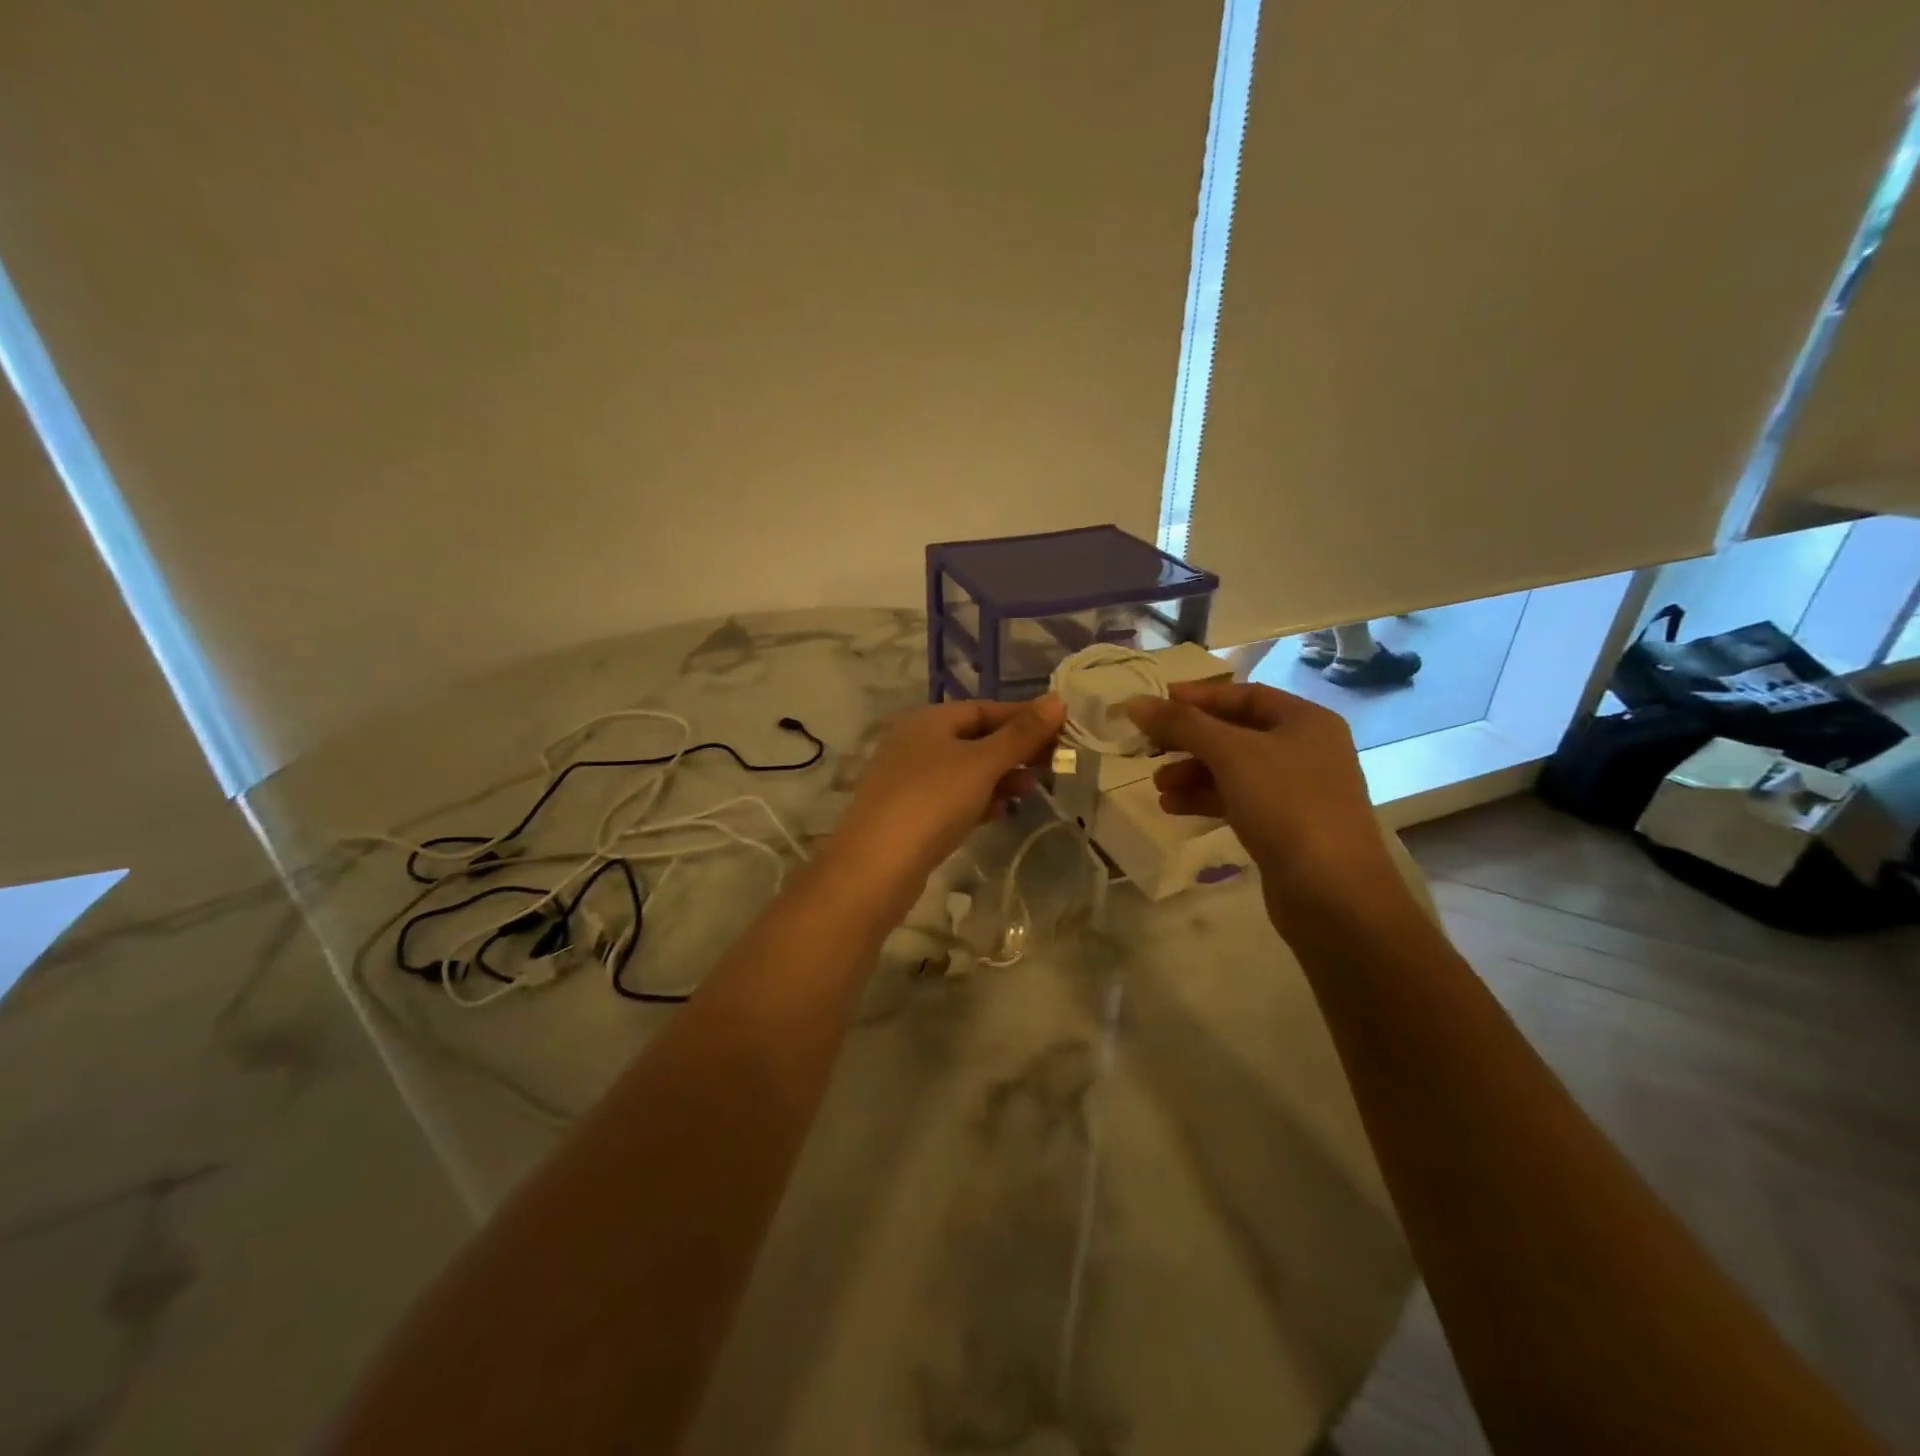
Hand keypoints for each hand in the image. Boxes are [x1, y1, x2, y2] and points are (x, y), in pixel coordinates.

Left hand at [827, 695, 1066, 904]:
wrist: (877, 866)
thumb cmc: (932, 801)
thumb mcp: (982, 763)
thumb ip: (1021, 734)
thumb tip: (1057, 700)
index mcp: (928, 720)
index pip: (984, 708)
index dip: (1024, 717)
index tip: (1061, 730)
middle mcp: (915, 743)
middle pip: (975, 738)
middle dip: (1014, 749)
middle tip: (1053, 763)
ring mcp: (909, 780)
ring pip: (965, 770)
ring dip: (1000, 776)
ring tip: (1030, 788)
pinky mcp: (910, 814)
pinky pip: (952, 798)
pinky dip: (978, 799)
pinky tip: (1000, 811)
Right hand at [1126, 681, 1401, 927]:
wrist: (1333, 892)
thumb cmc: (1287, 806)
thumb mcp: (1230, 754)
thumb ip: (1181, 724)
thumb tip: (1135, 702)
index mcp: (1305, 721)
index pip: (1243, 695)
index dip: (1197, 697)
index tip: (1155, 705)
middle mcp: (1305, 749)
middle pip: (1235, 733)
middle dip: (1190, 740)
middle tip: (1148, 747)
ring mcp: (1297, 791)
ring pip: (1233, 770)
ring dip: (1192, 773)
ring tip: (1158, 786)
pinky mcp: (1285, 827)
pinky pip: (1237, 800)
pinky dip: (1205, 799)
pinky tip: (1173, 808)